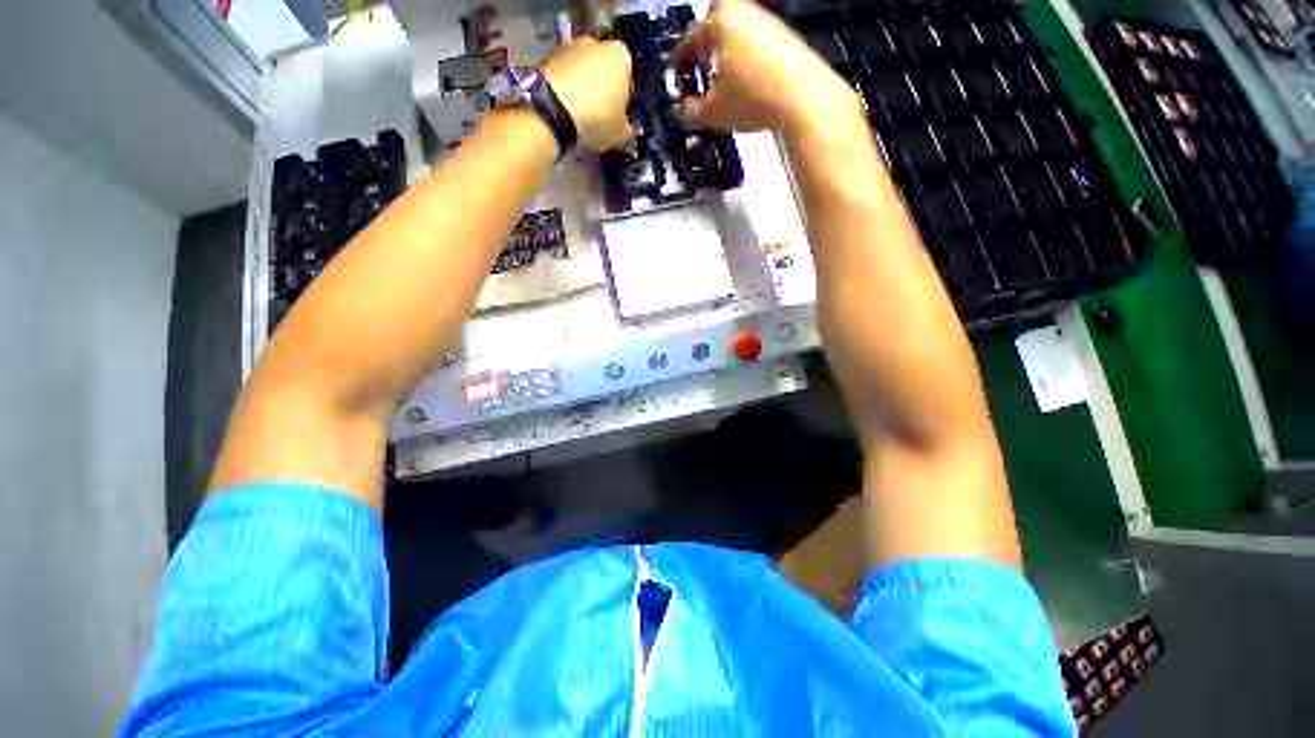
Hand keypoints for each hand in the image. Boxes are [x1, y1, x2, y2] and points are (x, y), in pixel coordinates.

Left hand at [542, 37, 633, 150]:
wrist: (551, 110)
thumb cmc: (597, 118)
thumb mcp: (621, 133)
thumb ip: (626, 128)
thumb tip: (624, 127)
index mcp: (621, 56)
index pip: (628, 78)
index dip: (624, 100)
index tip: (619, 116)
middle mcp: (596, 43)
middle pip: (603, 70)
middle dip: (602, 89)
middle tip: (600, 117)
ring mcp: (569, 47)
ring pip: (582, 72)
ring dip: (583, 89)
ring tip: (580, 117)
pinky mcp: (548, 56)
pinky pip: (564, 77)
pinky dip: (566, 91)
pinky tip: (565, 112)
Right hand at [674, 0, 861, 134]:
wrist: (802, 100)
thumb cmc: (758, 98)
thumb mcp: (712, 114)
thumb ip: (690, 111)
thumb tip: (687, 110)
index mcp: (719, 24)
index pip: (688, 42)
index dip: (680, 66)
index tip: (681, 80)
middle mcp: (743, 14)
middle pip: (714, 23)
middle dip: (704, 46)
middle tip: (702, 69)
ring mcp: (767, 23)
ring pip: (737, 33)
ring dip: (726, 54)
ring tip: (725, 84)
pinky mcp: (785, 38)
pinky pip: (757, 44)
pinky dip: (747, 60)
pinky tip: (749, 85)